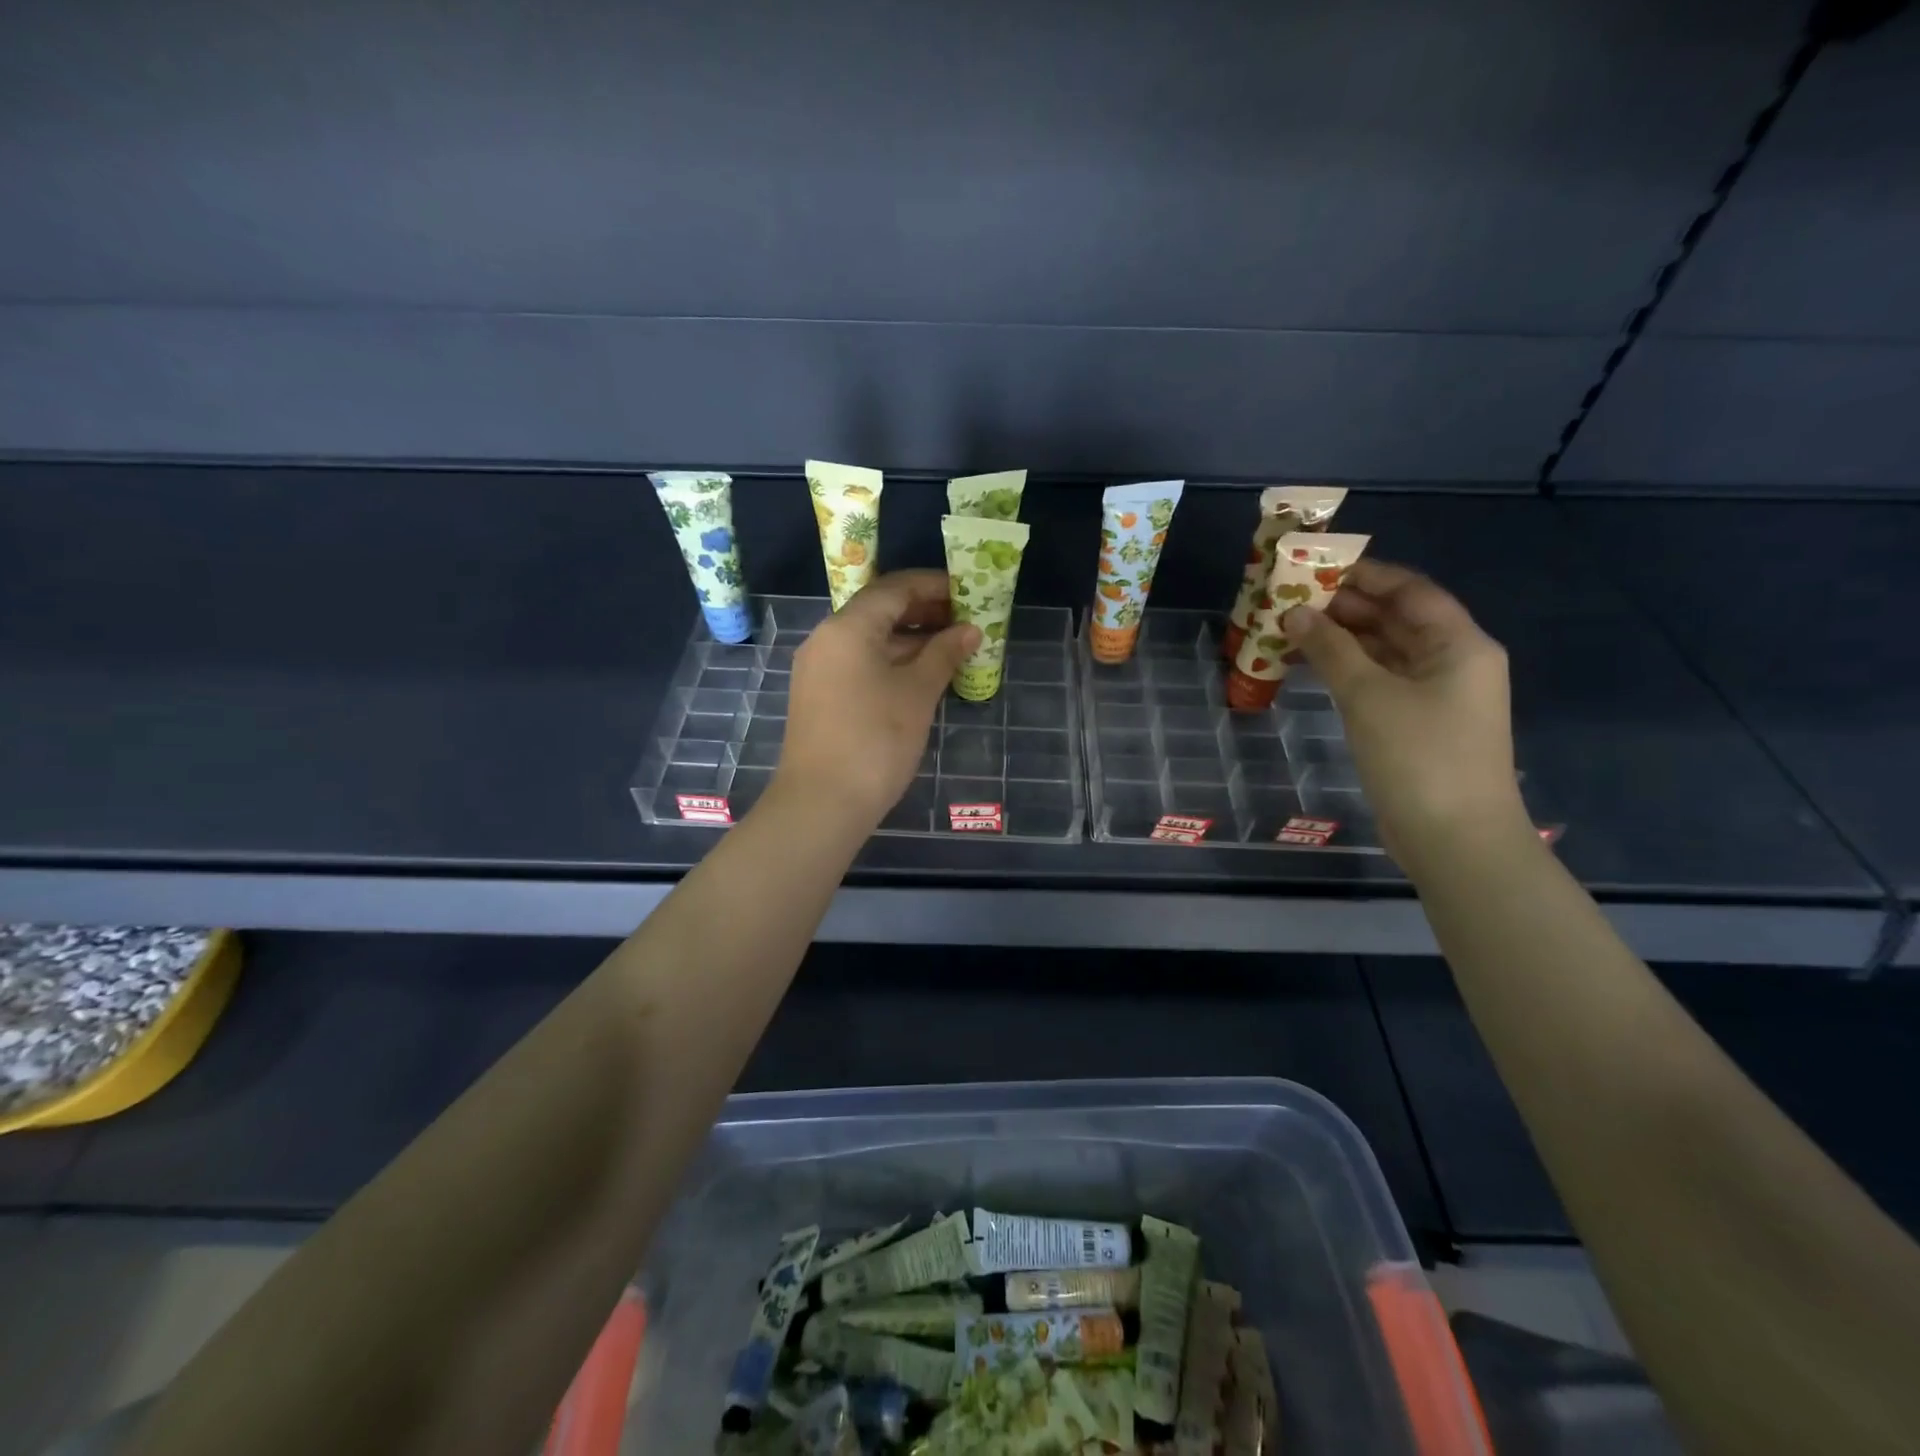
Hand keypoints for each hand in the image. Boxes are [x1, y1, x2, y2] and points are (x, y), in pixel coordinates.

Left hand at [775, 570, 979, 830]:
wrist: (821, 803)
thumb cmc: (875, 741)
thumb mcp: (917, 693)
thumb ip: (944, 654)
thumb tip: (970, 631)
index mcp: (848, 627)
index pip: (894, 588)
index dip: (934, 586)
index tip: (968, 592)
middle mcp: (826, 638)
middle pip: (879, 611)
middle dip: (924, 612)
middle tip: (966, 622)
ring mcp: (818, 669)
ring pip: (870, 640)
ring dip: (910, 640)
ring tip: (952, 649)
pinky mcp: (819, 696)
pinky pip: (859, 663)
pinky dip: (891, 662)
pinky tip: (921, 676)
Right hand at [1284, 560, 1528, 867]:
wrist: (1454, 839)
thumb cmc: (1419, 756)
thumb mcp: (1369, 696)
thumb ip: (1331, 649)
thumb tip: (1295, 613)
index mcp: (1458, 644)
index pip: (1410, 591)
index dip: (1365, 575)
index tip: (1315, 567)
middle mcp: (1452, 662)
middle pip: (1396, 620)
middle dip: (1345, 608)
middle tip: (1290, 599)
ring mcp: (1435, 696)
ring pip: (1384, 652)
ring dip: (1341, 640)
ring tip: (1290, 628)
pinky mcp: (1416, 725)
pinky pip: (1379, 682)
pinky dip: (1347, 671)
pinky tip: (1310, 667)